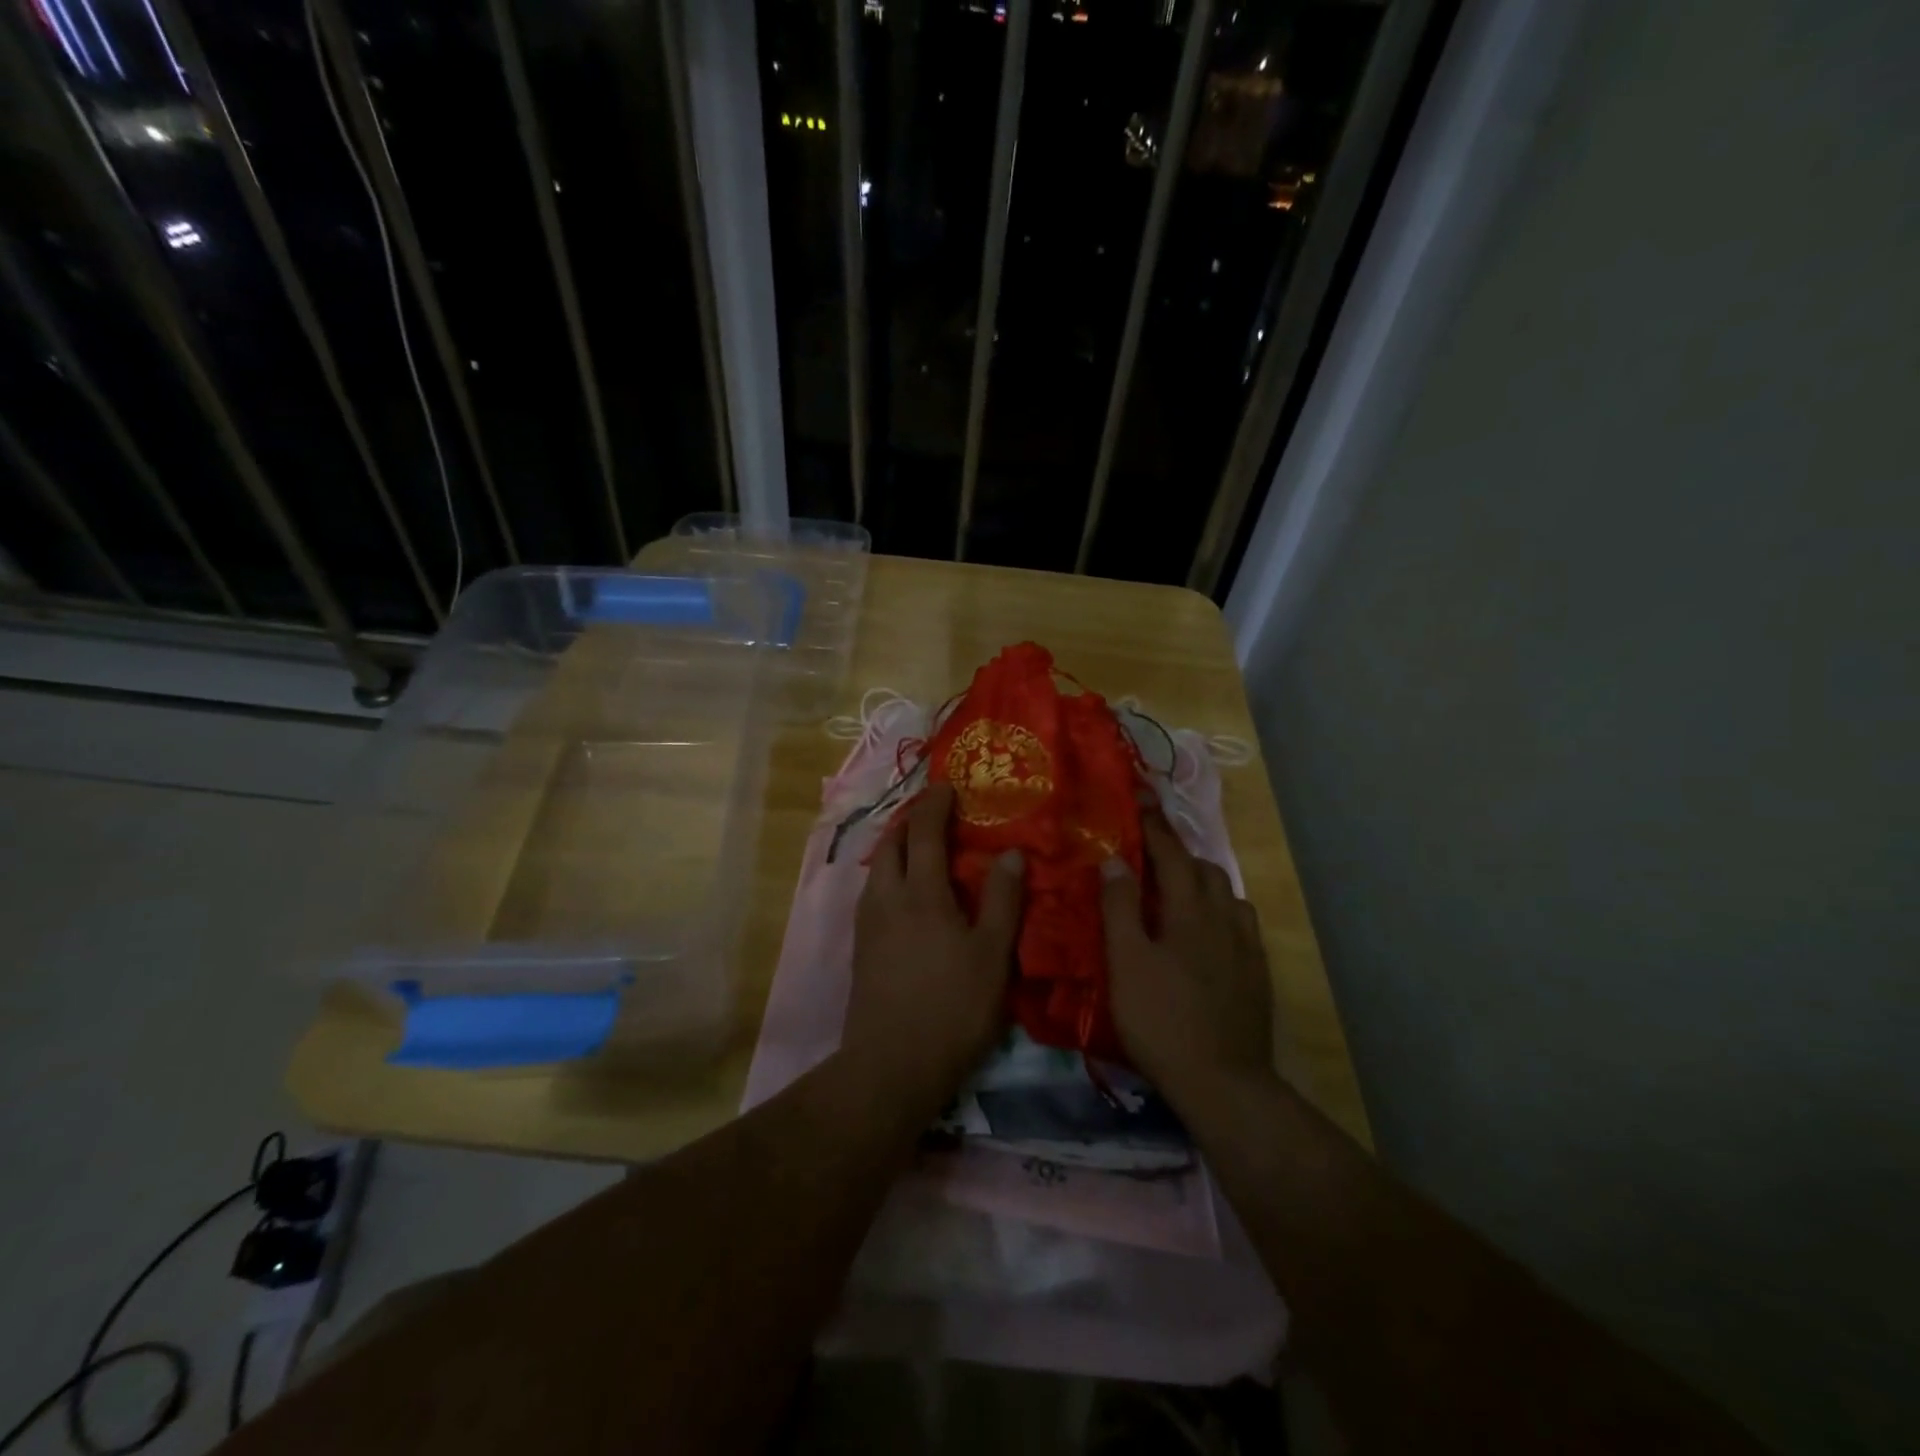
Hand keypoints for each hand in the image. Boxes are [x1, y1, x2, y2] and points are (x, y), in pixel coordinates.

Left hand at [843, 783, 1023, 1110]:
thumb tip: (1012, 854)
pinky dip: (891, 875)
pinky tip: (906, 895)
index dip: (935, 804)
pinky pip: (874, 893)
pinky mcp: (861, 948)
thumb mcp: (992, 955)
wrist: (891, 1065)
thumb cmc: (952, 1007)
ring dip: (898, 848)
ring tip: (921, 850)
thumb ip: (1004, 901)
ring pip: (878, 868)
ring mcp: (867, 924)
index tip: (947, 787)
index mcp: (920, 893)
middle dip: (911, 821)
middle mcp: (886, 898)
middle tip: (935, 814)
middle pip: (891, 844)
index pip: (924, 832)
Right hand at [1101, 806, 1276, 1111]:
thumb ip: (1120, 908)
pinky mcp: (1257, 973)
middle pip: (1203, 868)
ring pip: (1227, 894)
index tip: (1140, 796)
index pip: (1170, 854)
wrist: (1222, 1082)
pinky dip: (1221, 909)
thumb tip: (1116, 859)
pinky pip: (1241, 923)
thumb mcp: (1126, 962)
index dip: (1154, 824)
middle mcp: (1224, 918)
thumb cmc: (1162, 1020)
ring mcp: (1246, 946)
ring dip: (1202, 879)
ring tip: (1178, 887)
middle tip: (1150, 849)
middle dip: (1177, 850)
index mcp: (1189, 910)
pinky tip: (1211, 928)